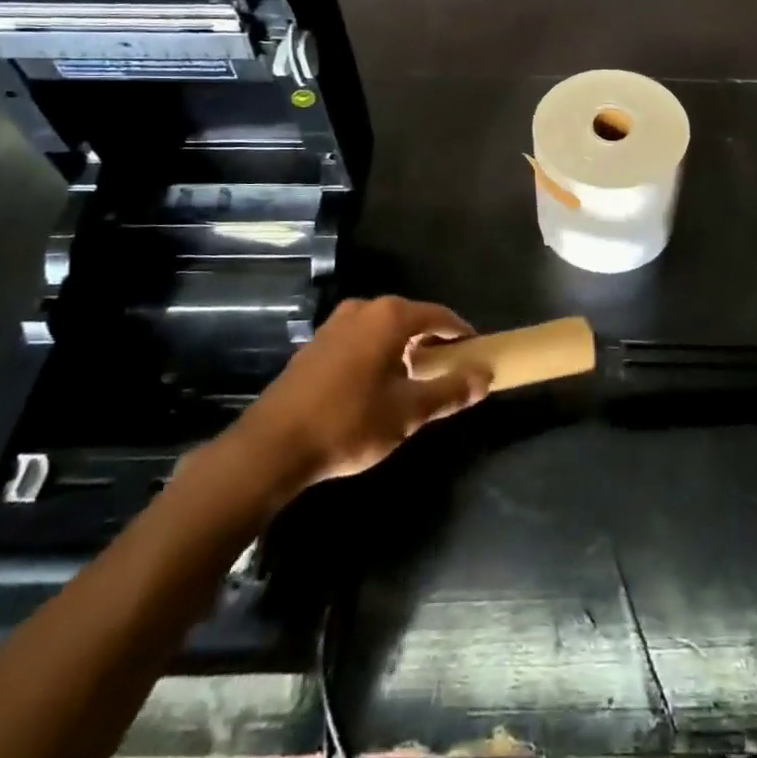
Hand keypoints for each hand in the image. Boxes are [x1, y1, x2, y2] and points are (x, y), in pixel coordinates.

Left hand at [231, 296, 491, 491]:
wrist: (271, 448)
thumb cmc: (349, 423)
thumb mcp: (409, 413)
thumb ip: (450, 391)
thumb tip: (485, 377)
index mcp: (390, 316)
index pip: (440, 316)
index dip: (462, 335)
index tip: (477, 356)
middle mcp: (363, 309)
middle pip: (412, 318)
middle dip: (433, 342)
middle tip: (449, 371)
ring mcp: (334, 325)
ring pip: (384, 330)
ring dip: (404, 349)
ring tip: (416, 381)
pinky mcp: (315, 345)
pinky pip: (360, 340)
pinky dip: (378, 354)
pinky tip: (377, 387)